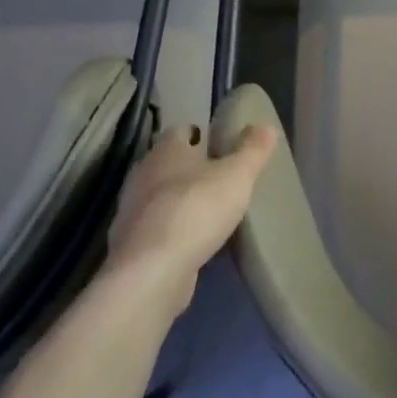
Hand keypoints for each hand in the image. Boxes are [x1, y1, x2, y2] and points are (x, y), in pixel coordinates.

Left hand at [105, 120, 277, 314]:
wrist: (152, 272)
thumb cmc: (197, 209)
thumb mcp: (238, 175)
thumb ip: (253, 150)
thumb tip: (266, 126)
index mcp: (166, 151)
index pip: (181, 131)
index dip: (200, 134)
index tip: (219, 143)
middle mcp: (143, 175)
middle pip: (167, 164)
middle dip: (189, 168)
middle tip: (219, 176)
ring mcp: (132, 212)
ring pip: (159, 197)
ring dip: (179, 201)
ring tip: (209, 210)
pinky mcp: (130, 246)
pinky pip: (155, 229)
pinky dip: (171, 230)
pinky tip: (192, 241)